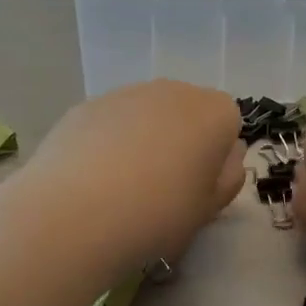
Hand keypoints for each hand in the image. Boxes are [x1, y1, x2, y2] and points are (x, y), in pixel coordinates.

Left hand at [17, 80, 245, 274]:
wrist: (76, 214)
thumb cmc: (159, 213)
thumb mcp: (210, 208)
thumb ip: (229, 176)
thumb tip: (226, 155)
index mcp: (215, 112)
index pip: (228, 123)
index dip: (216, 155)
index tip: (200, 186)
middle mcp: (174, 90)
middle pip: (187, 113)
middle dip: (181, 141)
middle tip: (163, 188)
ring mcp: (127, 93)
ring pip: (147, 115)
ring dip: (144, 139)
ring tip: (123, 187)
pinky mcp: (86, 105)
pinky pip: (111, 122)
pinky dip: (109, 142)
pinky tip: (93, 180)